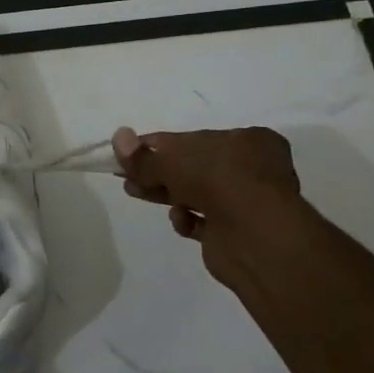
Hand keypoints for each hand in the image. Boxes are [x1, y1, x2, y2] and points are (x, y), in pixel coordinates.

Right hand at [113, 126, 305, 300]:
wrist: (255, 235)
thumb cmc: (218, 180)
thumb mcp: (172, 160)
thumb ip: (143, 156)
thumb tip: (118, 136)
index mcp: (247, 140)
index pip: (195, 138)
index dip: (160, 145)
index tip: (130, 153)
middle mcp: (252, 169)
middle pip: (194, 167)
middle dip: (158, 172)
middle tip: (127, 177)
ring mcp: (246, 202)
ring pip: (197, 194)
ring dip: (166, 193)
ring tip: (134, 193)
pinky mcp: (236, 232)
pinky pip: (204, 222)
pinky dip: (188, 219)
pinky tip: (180, 219)